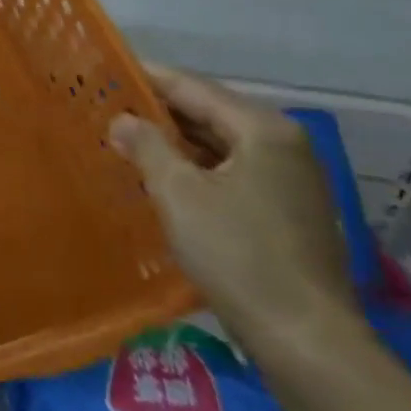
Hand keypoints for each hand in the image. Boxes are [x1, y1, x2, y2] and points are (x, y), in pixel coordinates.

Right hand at [108, 65, 356, 358]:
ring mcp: (291, 179)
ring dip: (175, 142)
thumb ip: (147, 146)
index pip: (192, 87)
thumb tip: (122, 119)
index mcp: (263, 130)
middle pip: (209, 113)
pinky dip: (197, 168)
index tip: (105, 71)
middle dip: (159, 111)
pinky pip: (232, 171)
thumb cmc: (237, 254)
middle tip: (107, 107)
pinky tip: (163, 178)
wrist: (305, 338)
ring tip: (126, 140)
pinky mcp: (288, 210)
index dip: (146, 78)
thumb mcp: (178, 194)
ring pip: (220, 144)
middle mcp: (284, 145)